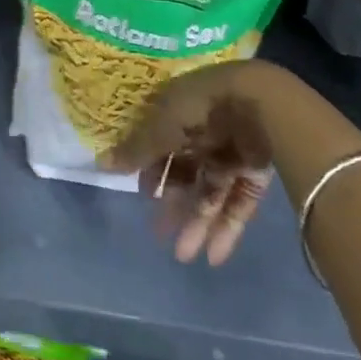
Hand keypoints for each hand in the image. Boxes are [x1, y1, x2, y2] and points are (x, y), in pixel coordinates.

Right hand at [101, 60, 275, 265]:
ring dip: (197, 223)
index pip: (162, 144)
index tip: (143, 195)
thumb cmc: (200, 109)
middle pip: (186, 173)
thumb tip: (100, 164)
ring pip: (212, 192)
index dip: (152, 171)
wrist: (259, 103)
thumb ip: (136, 150)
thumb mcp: (161, 128)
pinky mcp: (256, 171)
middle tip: (159, 234)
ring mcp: (233, 152)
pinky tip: (213, 256)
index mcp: (181, 113)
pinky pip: (239, 203)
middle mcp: (205, 132)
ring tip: (183, 255)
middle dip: (173, 204)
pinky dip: (226, 228)